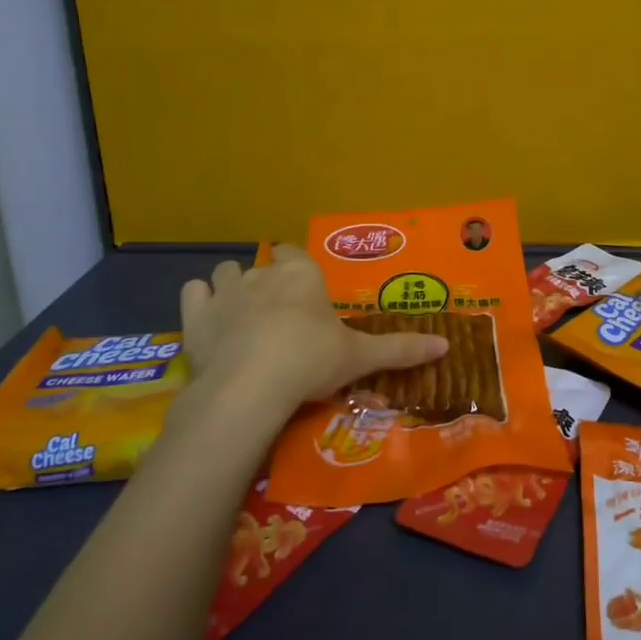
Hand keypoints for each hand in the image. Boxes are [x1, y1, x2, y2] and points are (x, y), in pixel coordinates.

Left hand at [177, 246, 447, 416]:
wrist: (253, 385)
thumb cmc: (312, 361)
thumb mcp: (361, 357)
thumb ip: (401, 349)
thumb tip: (447, 345)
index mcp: (302, 274)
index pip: (295, 253)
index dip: (296, 268)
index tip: (303, 291)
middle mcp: (264, 273)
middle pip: (262, 264)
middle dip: (267, 282)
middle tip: (279, 315)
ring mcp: (226, 292)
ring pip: (225, 272)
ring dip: (231, 287)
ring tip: (242, 316)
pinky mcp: (196, 316)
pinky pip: (193, 292)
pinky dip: (199, 302)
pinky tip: (208, 320)